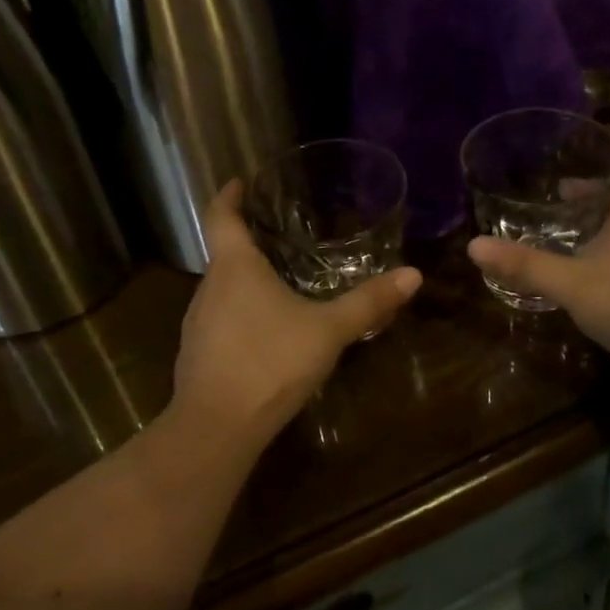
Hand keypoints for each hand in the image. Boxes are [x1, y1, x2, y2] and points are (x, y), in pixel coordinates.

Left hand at [171, 181, 421, 448]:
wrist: (216, 428)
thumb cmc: (270, 362)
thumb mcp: (328, 330)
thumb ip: (368, 302)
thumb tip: (413, 274)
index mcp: (234, 268)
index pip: (220, 216)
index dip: (228, 195)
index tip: (239, 181)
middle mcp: (208, 288)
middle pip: (223, 253)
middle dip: (246, 241)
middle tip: (278, 234)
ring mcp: (197, 323)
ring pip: (222, 289)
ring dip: (244, 280)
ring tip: (277, 280)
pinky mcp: (196, 355)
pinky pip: (220, 320)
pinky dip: (240, 313)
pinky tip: (265, 332)